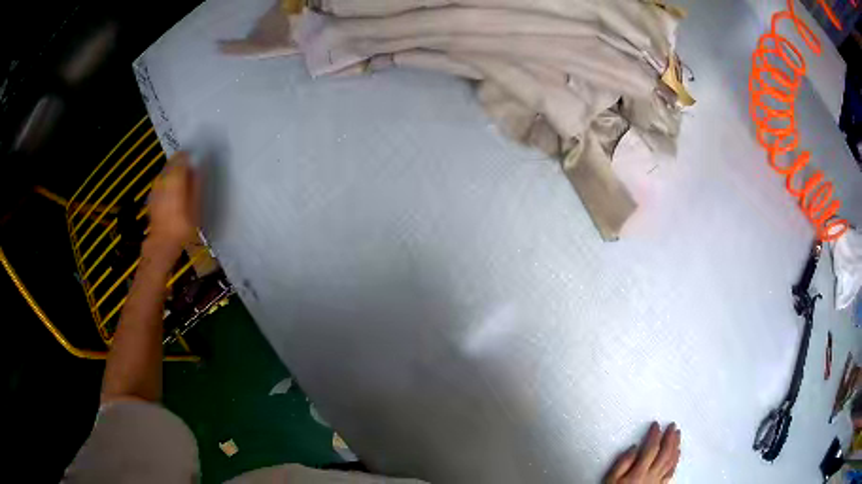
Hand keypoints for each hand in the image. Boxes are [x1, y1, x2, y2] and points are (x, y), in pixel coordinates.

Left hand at [145, 152, 198, 258]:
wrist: (163, 243)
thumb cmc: (182, 226)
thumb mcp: (195, 206)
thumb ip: (196, 183)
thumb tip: (198, 167)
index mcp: (175, 177)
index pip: (182, 157)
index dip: (190, 155)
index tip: (197, 158)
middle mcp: (163, 178)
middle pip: (172, 162)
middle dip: (181, 162)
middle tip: (191, 167)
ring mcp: (155, 186)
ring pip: (165, 170)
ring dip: (174, 171)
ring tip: (182, 179)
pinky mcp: (152, 195)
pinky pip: (161, 181)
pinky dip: (167, 181)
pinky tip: (172, 190)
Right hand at [605, 422, 680, 483]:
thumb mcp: (610, 480)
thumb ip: (622, 463)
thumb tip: (634, 447)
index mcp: (638, 472)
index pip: (651, 449)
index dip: (655, 435)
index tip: (656, 425)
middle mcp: (651, 475)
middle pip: (665, 453)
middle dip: (670, 437)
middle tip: (672, 425)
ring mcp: (657, 481)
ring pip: (671, 461)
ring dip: (676, 446)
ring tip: (677, 435)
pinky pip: (672, 472)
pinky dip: (676, 460)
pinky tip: (677, 454)